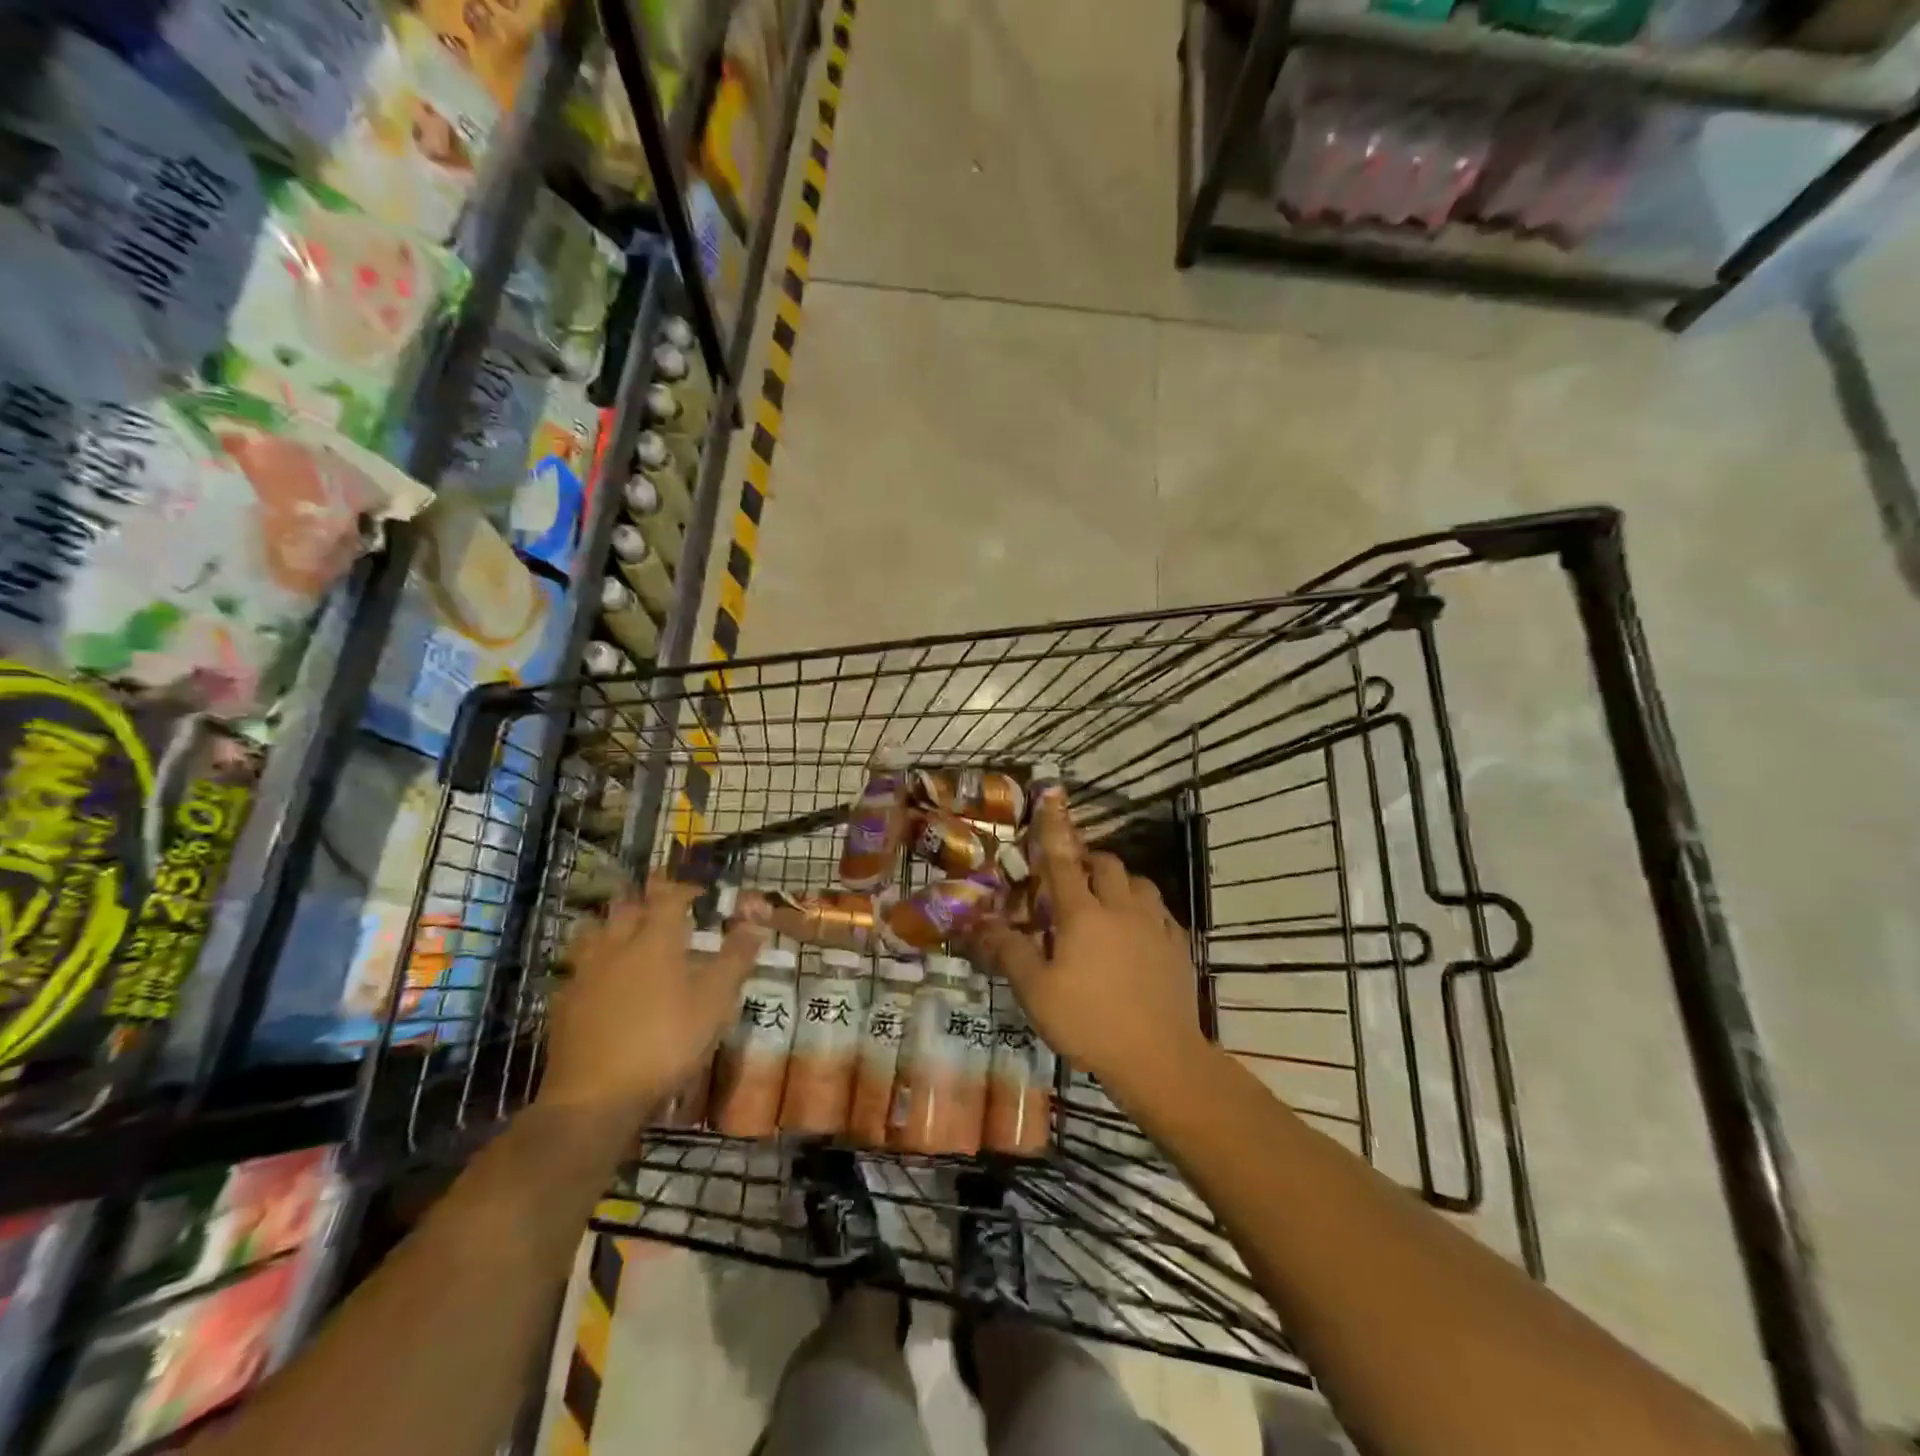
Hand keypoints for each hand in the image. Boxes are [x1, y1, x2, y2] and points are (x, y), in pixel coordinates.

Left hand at [541, 874, 762, 1120]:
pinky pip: (577, 968)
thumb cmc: (665, 1041)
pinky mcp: (563, 1003)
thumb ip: (736, 957)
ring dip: (612, 926)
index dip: (685, 888)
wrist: (595, 1097)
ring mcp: (585, 973)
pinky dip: (592, 963)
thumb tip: (756, 921)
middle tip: (662, 906)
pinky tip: (599, 980)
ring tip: (626, 935)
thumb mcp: (715, 1000)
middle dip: (645, 900)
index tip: (700, 892)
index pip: (669, 896)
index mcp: (655, 938)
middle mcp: (616, 945)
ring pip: (594, 932)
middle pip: (626, 907)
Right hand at [972, 791, 1209, 1093]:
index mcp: (1082, 913)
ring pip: (1139, 883)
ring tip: (1107, 904)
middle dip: (1089, 862)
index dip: (1053, 830)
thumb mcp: (1036, 992)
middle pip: (1107, 864)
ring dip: (1120, 883)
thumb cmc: (1089, 1022)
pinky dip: (1144, 911)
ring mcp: (1155, 924)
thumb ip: (1009, 952)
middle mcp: (1121, 907)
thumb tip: (981, 924)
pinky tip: (1138, 934)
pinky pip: (1160, 912)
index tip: (1049, 799)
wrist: (1159, 1057)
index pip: (1063, 861)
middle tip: (1072, 880)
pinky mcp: (1178, 945)